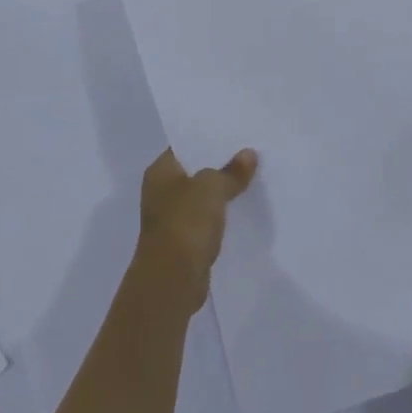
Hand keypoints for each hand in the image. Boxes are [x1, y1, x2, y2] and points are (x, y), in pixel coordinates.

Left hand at [134, 146, 258, 316]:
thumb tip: (249, 154)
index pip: (184, 145)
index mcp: (159, 171)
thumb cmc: (185, 222)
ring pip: (201, 197)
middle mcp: (160, 191)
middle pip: (194, 171)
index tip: (235, 133)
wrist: (172, 278)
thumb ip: (230, 171)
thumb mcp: (212, 188)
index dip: (208, 139)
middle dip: (219, 165)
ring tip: (252, 177)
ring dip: (221, 192)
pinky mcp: (183, 240)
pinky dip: (220, 215)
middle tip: (249, 153)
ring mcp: (170, 217)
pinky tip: (242, 209)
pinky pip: (205, 219)